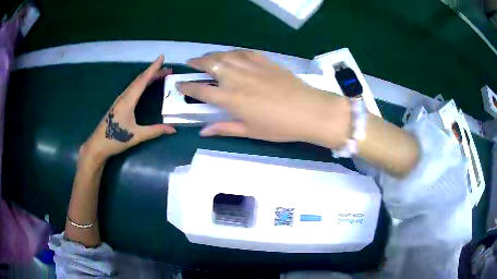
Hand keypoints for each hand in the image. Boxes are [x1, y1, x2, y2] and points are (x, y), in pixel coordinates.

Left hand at [80, 55, 175, 162]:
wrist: (98, 145)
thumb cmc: (115, 139)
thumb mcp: (137, 136)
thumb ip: (155, 131)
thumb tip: (173, 129)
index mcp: (128, 100)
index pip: (142, 80)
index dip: (153, 68)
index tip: (162, 57)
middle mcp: (124, 96)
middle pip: (140, 79)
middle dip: (154, 72)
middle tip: (168, 70)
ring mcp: (120, 99)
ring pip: (136, 83)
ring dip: (148, 77)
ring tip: (160, 76)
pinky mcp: (119, 104)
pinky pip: (132, 89)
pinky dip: (142, 83)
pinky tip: (146, 86)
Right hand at [178, 50, 350, 147]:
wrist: (310, 111)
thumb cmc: (280, 127)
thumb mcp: (250, 131)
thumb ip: (225, 128)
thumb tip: (203, 132)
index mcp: (231, 99)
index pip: (202, 91)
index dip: (188, 87)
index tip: (180, 85)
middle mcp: (237, 79)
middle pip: (211, 65)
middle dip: (197, 63)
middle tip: (190, 63)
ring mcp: (252, 67)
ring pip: (225, 55)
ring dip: (212, 55)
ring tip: (207, 57)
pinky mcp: (265, 61)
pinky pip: (244, 52)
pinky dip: (233, 52)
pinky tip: (231, 54)